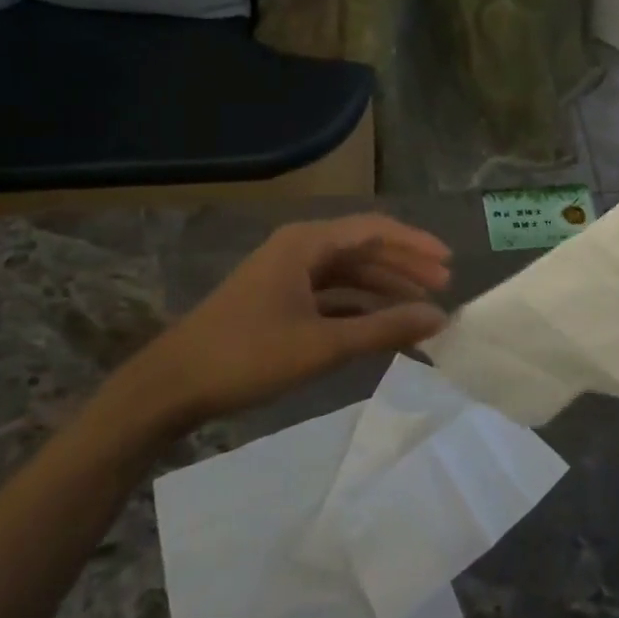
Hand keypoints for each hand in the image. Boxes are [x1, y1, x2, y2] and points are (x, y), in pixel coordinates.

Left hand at [118, 214, 452, 434]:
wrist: (169, 387)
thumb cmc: (248, 356)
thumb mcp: (324, 345)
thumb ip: (385, 329)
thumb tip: (440, 318)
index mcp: (307, 243)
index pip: (375, 230)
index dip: (415, 244)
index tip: (449, 263)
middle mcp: (299, 248)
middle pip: (363, 248)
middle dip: (404, 266)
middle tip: (442, 286)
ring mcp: (286, 274)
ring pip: (347, 272)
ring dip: (383, 287)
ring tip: (419, 307)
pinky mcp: (277, 300)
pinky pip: (330, 293)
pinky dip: (358, 306)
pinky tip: (379, 325)